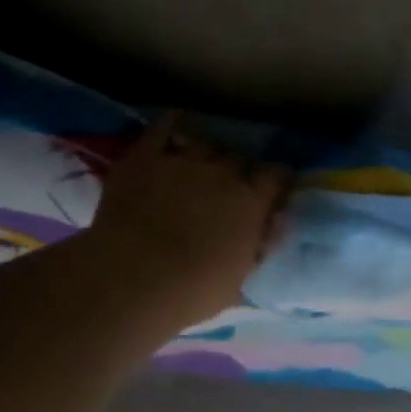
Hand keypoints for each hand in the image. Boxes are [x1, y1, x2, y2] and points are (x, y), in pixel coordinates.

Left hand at [82, 113, 290, 332]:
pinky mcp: (144, 157)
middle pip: (239, 159)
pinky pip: (163, 128)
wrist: (133, 279)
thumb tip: (273, 226)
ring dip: (209, 153)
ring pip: (205, 143)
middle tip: (233, 184)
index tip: (276, 186)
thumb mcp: (239, 278)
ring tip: (204, 162)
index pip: (276, 176)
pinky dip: (173, 122)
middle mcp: (222, 173)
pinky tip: (177, 121)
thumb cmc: (193, 290)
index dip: (278, 179)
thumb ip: (258, 247)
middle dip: (240, 169)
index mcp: (251, 203)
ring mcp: (182, 161)